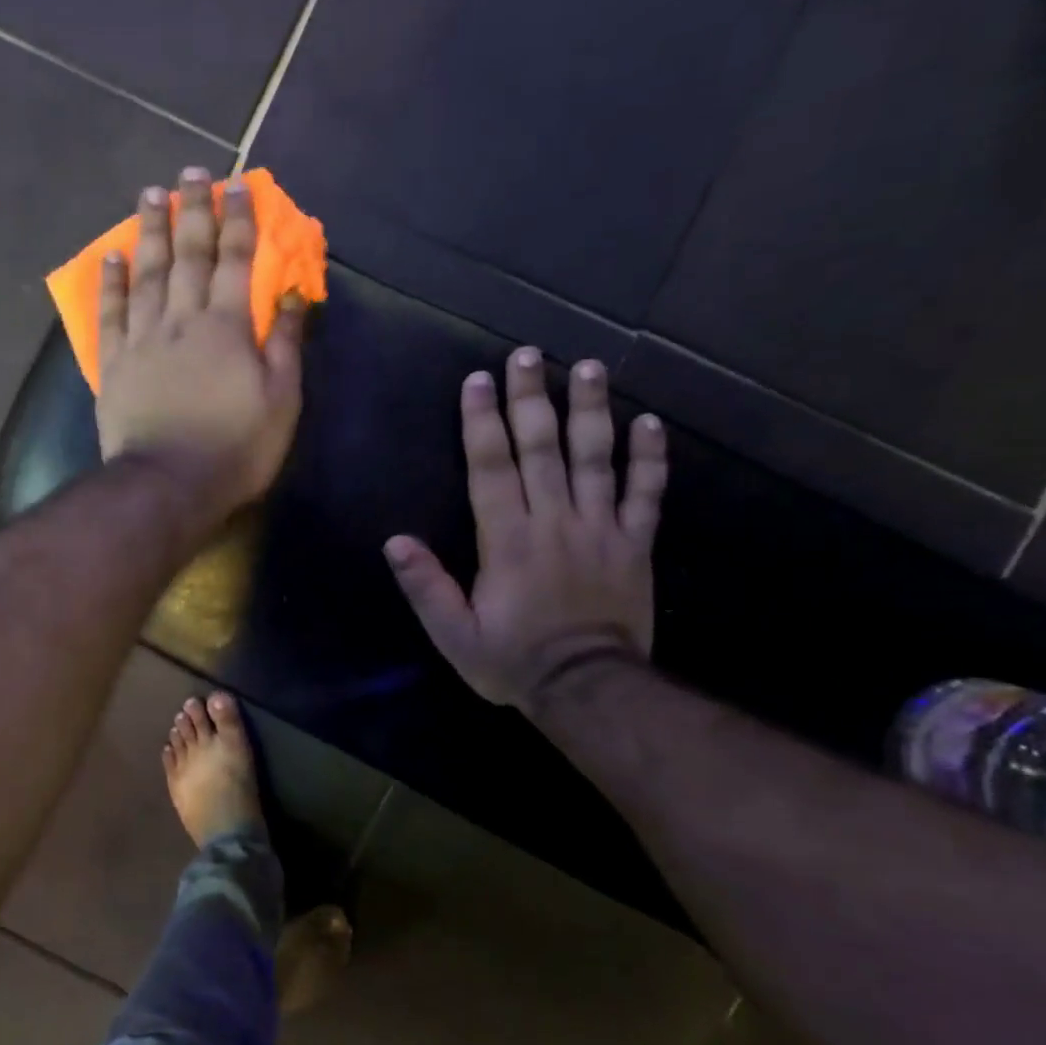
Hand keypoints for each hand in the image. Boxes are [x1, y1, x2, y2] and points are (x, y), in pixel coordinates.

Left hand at [95, 168, 307, 513]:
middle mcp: (182, 319)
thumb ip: (286, 343)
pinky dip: (111, 281)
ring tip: (151, 194)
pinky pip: (110, 312)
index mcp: (226, 326)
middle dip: (192, 209)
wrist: (168, 484)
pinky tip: (112, 255)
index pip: (235, 260)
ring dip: (150, 231)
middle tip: (190, 172)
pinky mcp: (114, 363)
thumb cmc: (235, 448)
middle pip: (187, 254)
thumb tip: (293, 293)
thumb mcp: (280, 401)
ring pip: (146, 273)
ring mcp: (142, 338)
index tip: (238, 185)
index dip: (238, 220)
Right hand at [385, 347, 667, 708]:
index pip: (492, 468)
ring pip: (596, 459)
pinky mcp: (634, 544)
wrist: (588, 689)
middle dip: (532, 398)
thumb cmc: (512, 660)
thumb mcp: (453, 633)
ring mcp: (600, 529)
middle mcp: (554, 522)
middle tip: (528, 355)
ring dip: (592, 410)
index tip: (479, 381)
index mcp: (507, 540)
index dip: (483, 422)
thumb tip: (394, 541)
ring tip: (589, 368)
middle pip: (542, 448)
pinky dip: (650, 458)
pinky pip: (646, 494)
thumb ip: (426, 586)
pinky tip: (650, 423)